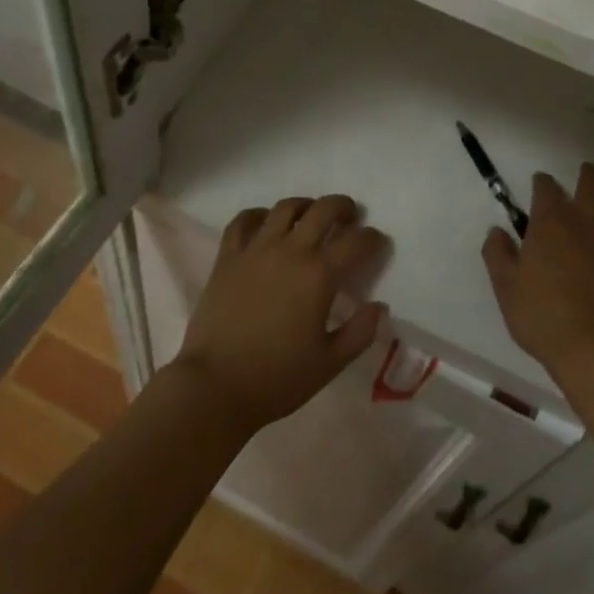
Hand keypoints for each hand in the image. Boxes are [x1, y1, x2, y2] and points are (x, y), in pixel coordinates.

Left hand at [172, 195, 388, 432]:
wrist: (214, 387)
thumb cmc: (277, 379)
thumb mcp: (329, 364)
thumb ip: (360, 332)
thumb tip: (379, 306)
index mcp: (319, 275)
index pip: (356, 242)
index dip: (373, 238)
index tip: (377, 243)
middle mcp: (290, 251)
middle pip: (323, 210)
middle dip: (343, 207)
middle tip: (349, 216)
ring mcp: (256, 250)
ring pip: (285, 208)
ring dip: (305, 206)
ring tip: (310, 216)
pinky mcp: (228, 257)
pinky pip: (243, 221)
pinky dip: (258, 215)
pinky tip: (265, 223)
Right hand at [482, 163, 593, 383]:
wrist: (593, 345)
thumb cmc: (541, 313)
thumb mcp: (505, 286)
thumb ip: (498, 254)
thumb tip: (497, 231)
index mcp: (549, 223)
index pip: (547, 189)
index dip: (542, 183)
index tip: (539, 182)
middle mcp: (581, 224)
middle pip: (590, 187)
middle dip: (586, 175)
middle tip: (584, 170)